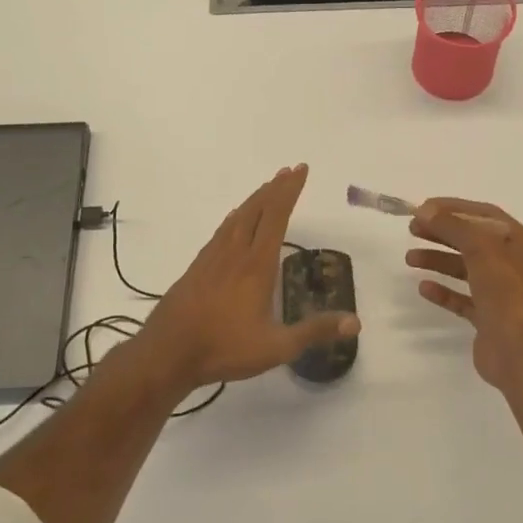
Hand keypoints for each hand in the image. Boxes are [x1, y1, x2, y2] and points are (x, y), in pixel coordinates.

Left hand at [136, 164, 358, 394]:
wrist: (167, 352)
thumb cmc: (224, 348)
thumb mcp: (276, 347)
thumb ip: (315, 331)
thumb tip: (355, 322)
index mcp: (256, 265)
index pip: (277, 217)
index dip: (290, 192)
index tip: (300, 170)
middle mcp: (235, 253)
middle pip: (257, 210)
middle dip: (275, 188)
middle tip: (289, 171)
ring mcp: (212, 258)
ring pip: (237, 218)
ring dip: (255, 200)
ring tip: (267, 188)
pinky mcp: (197, 268)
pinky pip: (221, 232)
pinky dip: (234, 218)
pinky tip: (234, 220)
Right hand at [408, 198, 522, 392]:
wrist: (520, 351)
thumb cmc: (507, 291)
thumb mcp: (481, 247)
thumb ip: (452, 225)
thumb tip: (424, 210)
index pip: (486, 215)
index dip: (454, 208)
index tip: (424, 207)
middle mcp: (517, 266)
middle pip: (474, 241)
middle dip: (443, 233)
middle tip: (412, 230)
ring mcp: (504, 294)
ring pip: (467, 270)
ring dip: (439, 261)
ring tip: (410, 259)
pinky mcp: (490, 318)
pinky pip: (464, 299)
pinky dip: (444, 291)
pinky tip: (424, 287)